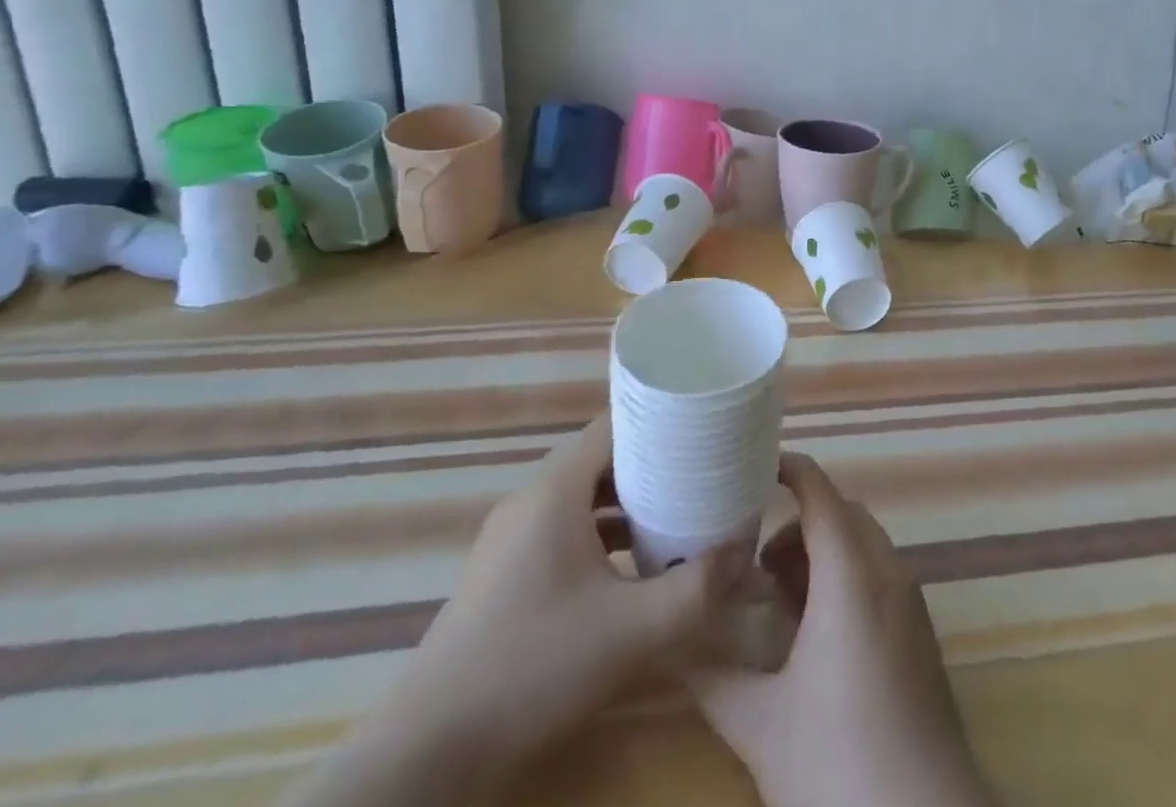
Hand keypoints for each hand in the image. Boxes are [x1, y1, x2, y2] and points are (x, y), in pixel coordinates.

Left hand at [283, 415, 743, 806]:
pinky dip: (601, 535)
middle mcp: (530, 501)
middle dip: (653, 465)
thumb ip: (697, 588)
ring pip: (582, 499)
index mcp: (554, 492)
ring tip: (678, 515)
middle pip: (602, 460)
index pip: (613, 425)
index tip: (703, 427)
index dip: (660, 420)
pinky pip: (564, 531)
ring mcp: (511, 539)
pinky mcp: (503, 574)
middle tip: (702, 474)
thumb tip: (747, 548)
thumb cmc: (534, 668)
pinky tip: (632, 567)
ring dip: (628, 504)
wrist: (429, 755)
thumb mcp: (632, 632)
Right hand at [689, 453, 994, 806]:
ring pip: (862, 545)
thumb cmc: (839, 763)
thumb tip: (669, 645)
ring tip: (778, 598)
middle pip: (841, 514)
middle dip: (797, 521)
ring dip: (822, 552)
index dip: (787, 468)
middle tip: (754, 560)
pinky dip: (846, 577)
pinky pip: (880, 575)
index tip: (750, 467)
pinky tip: (815, 633)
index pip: (819, 491)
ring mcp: (910, 602)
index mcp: (851, 574)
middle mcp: (887, 572)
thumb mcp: (762, 725)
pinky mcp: (920, 633)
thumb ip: (711, 678)